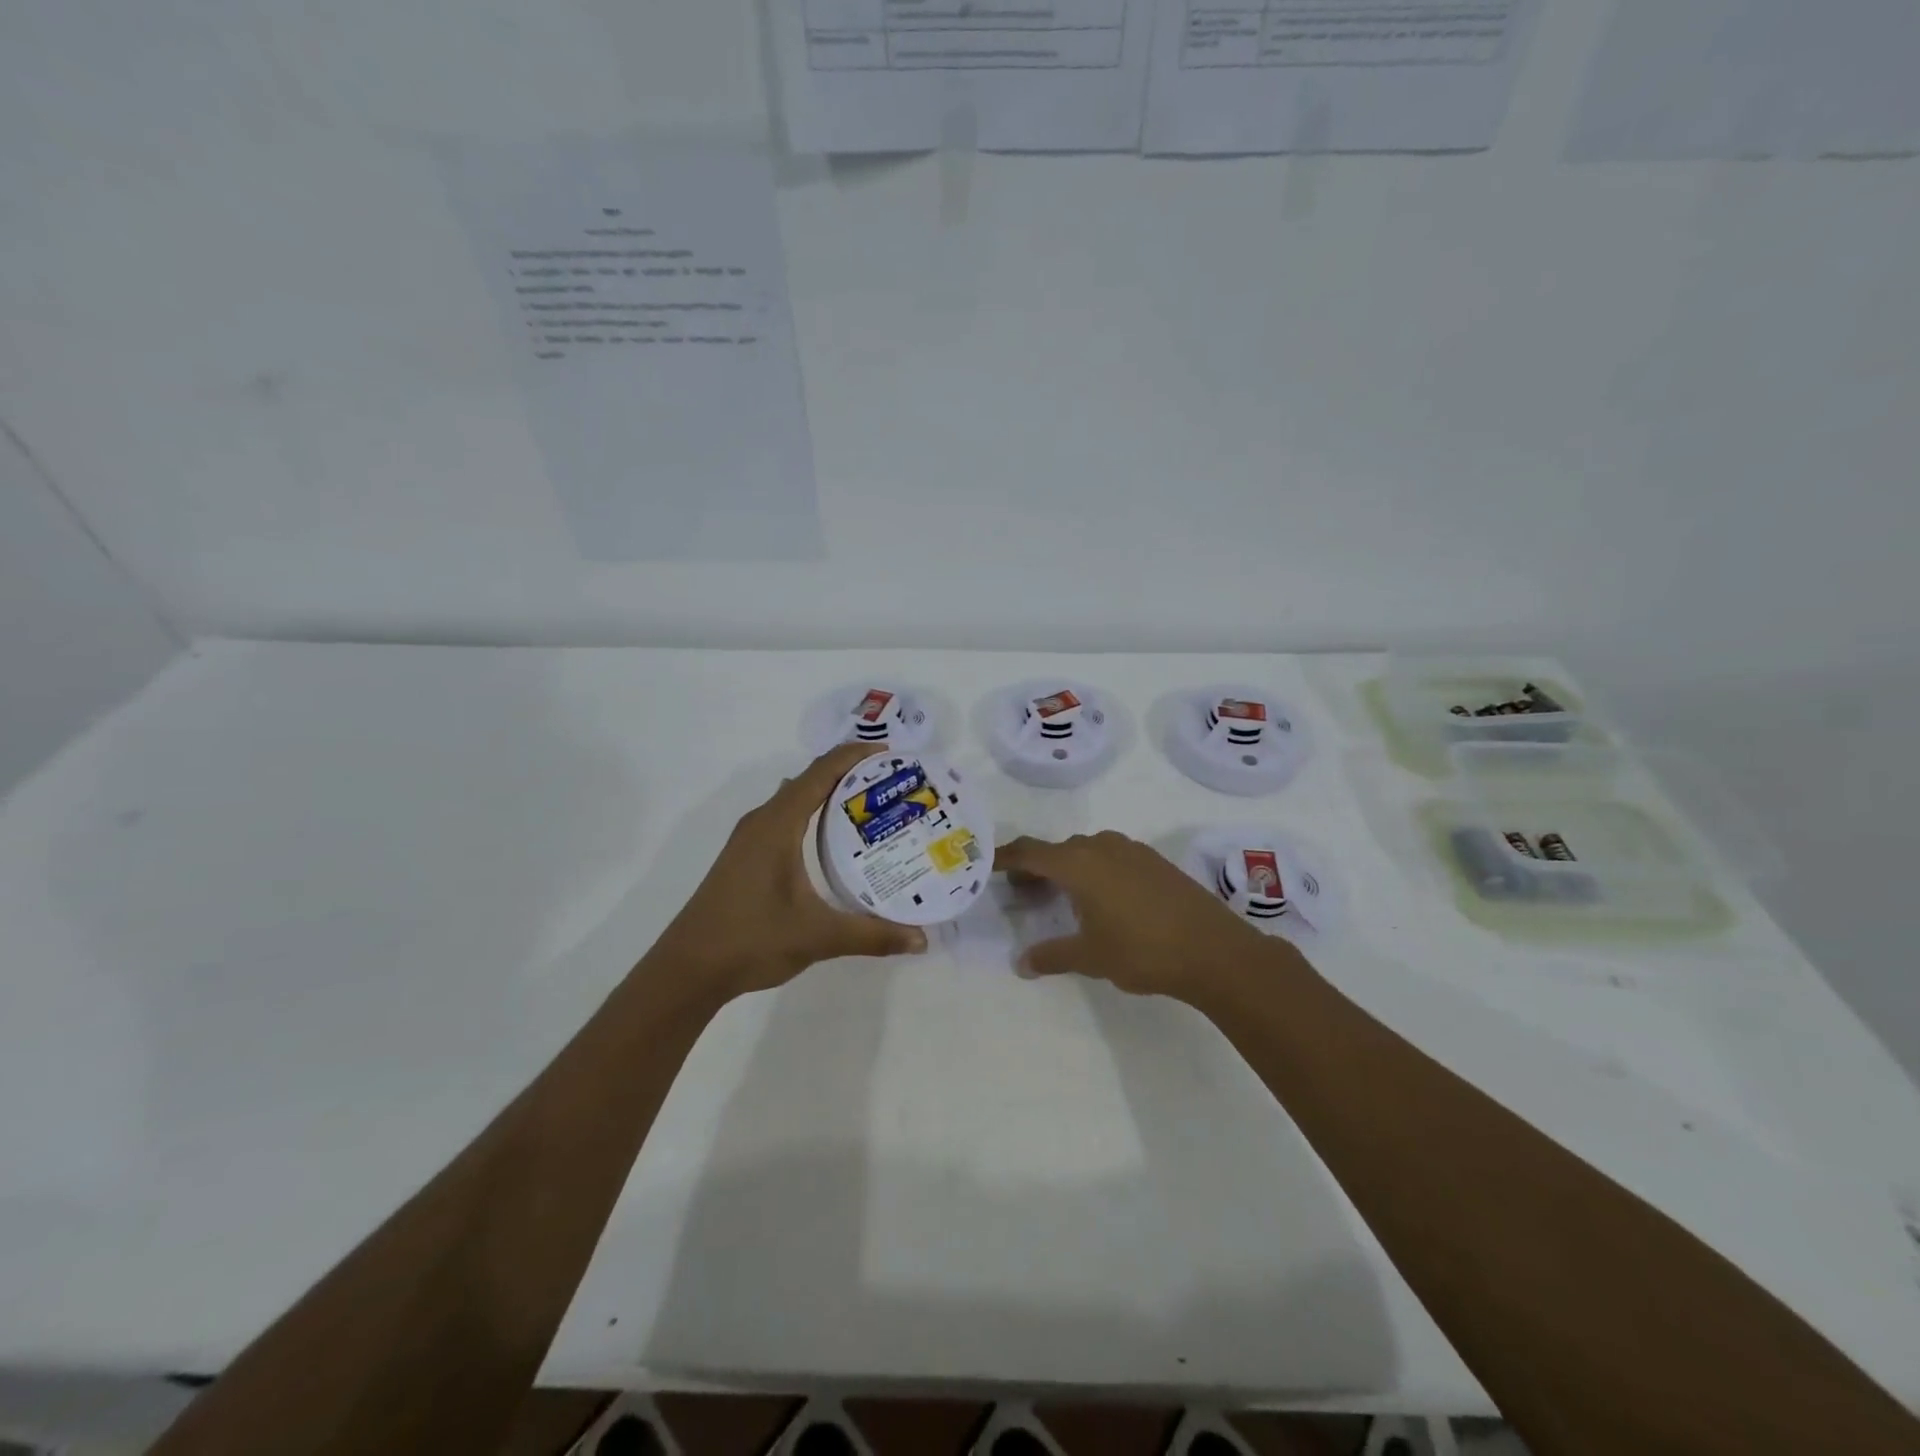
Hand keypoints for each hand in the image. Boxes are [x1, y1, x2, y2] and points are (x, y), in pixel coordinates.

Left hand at [655, 743, 929, 1000]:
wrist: (688, 970)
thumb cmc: (751, 940)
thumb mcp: (818, 936)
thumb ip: (872, 935)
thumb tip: (921, 940)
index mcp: (777, 824)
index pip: (820, 772)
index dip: (855, 756)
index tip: (891, 754)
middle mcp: (762, 821)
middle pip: (809, 779)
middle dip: (849, 774)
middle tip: (891, 784)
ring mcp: (749, 839)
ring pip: (795, 799)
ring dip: (829, 793)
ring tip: (871, 806)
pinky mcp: (745, 857)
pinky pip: (785, 817)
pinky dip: (812, 814)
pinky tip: (832, 841)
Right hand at [996, 831, 1287, 1004]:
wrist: (1214, 950)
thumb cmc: (1142, 951)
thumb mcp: (1090, 957)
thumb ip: (1051, 956)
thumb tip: (1021, 964)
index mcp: (1078, 864)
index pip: (1030, 852)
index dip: (1005, 858)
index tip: (986, 865)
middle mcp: (1101, 847)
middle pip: (1056, 850)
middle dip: (1035, 867)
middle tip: (1021, 893)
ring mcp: (1131, 850)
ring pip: (1085, 850)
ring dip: (1066, 867)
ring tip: (1061, 897)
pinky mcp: (1154, 861)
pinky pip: (1110, 856)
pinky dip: (1094, 869)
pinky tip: (1102, 898)